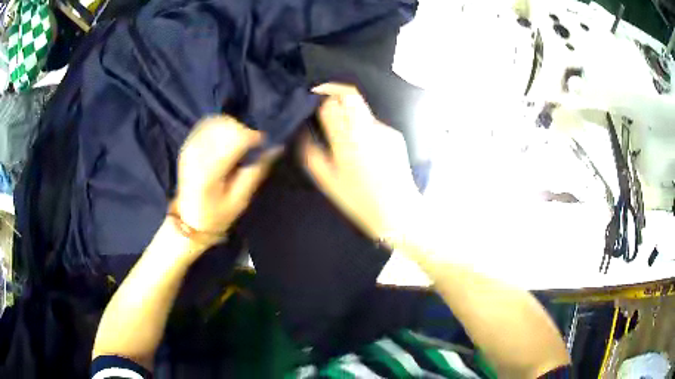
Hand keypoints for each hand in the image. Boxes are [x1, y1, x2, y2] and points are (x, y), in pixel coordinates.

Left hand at [173, 116, 278, 246]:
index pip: (236, 139)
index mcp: (209, 171)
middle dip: (244, 131)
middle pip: (227, 126)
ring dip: (233, 128)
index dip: (254, 137)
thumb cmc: (216, 214)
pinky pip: (207, 123)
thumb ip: (255, 172)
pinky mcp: (188, 144)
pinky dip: (221, 126)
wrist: (189, 218)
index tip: (263, 144)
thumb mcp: (240, 200)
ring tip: (239, 144)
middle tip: (251, 146)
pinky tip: (226, 139)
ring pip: (218, 121)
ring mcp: (190, 147)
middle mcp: (197, 154)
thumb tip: (275, 148)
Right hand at [300, 83, 420, 240]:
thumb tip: (304, 131)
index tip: (313, 96)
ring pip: (362, 108)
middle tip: (326, 100)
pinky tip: (366, 149)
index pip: (330, 104)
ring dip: (350, 112)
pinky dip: (365, 129)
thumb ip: (311, 152)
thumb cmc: (359, 200)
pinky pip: (374, 124)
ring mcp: (383, 131)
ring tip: (346, 133)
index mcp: (345, 141)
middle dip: (335, 91)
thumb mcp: (327, 180)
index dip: (320, 95)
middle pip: (350, 94)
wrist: (398, 211)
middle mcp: (365, 130)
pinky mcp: (395, 135)